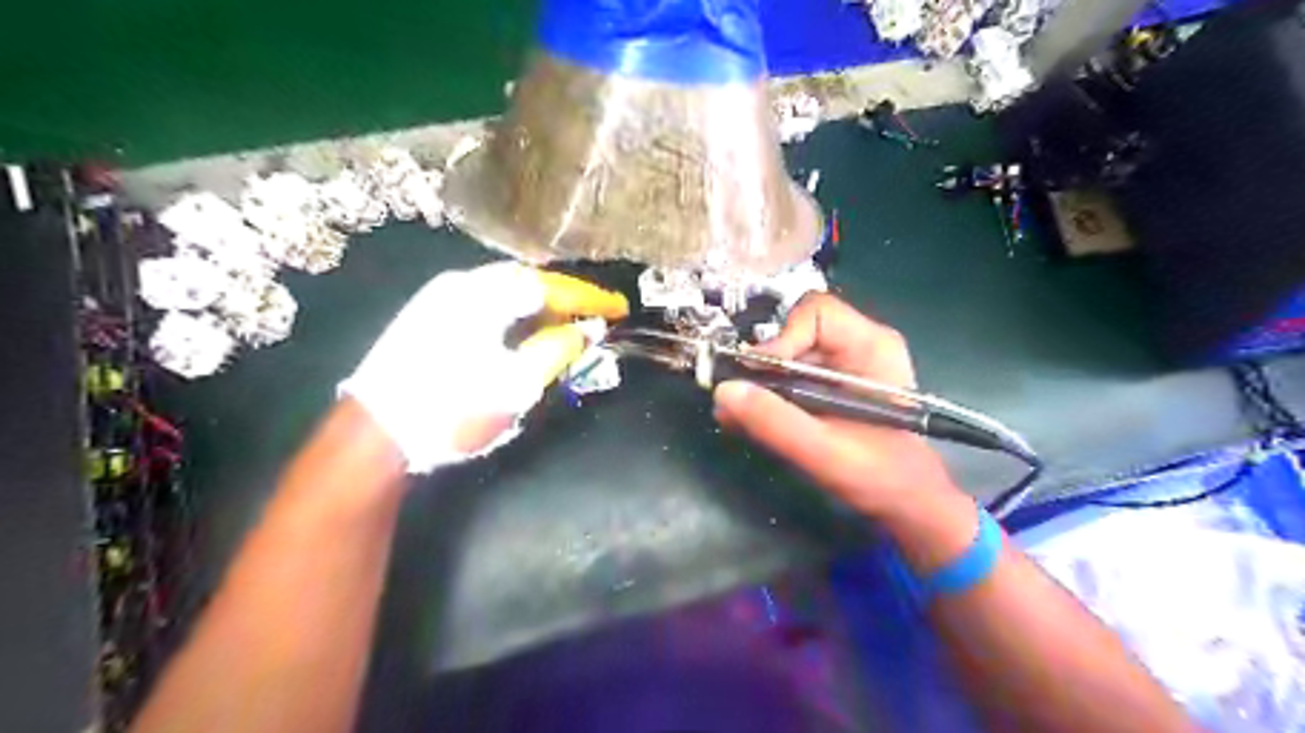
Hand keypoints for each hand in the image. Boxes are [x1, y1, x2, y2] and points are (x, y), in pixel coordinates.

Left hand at [341, 260, 625, 472]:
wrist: (376, 433)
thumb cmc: (453, 409)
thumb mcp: (516, 384)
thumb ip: (558, 349)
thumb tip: (588, 329)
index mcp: (484, 295)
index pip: (552, 287)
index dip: (590, 299)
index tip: (619, 309)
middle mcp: (461, 284)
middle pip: (528, 281)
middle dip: (565, 299)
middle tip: (595, 317)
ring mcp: (440, 297)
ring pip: (505, 292)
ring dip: (540, 307)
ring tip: (567, 325)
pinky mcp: (428, 315)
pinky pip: (486, 303)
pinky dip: (515, 314)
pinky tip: (525, 331)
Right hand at [712, 291, 955, 520]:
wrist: (905, 504)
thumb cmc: (880, 476)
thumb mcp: (823, 451)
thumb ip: (775, 421)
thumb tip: (724, 391)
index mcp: (870, 346)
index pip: (815, 313)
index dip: (781, 338)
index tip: (757, 374)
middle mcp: (854, 347)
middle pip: (793, 334)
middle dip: (762, 368)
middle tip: (738, 399)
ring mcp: (839, 368)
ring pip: (785, 359)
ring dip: (758, 386)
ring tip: (735, 417)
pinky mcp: (826, 389)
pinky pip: (787, 380)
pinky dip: (765, 399)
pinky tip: (747, 423)